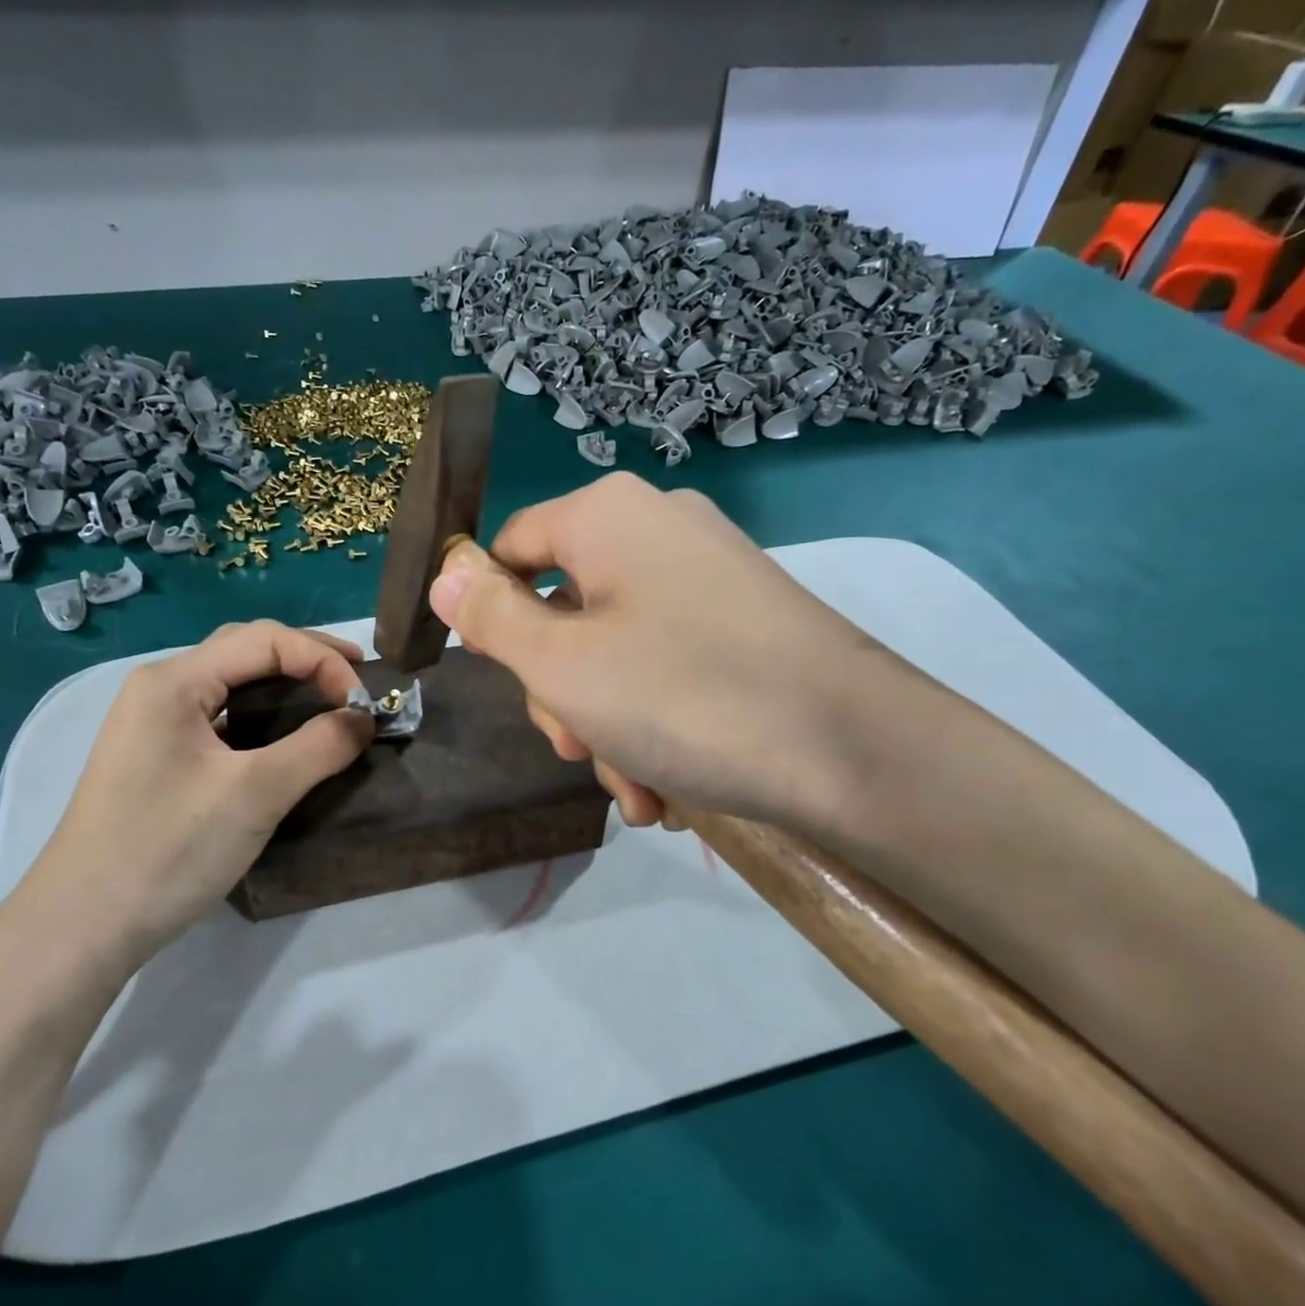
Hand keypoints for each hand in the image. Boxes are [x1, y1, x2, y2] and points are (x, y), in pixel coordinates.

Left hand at [8, 621, 372, 963]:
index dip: (323, 659)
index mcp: (174, 682)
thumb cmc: (166, 850)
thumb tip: (365, 718)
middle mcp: (160, 690)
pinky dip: (265, 717)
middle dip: (308, 659)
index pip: (265, 640)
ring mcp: (155, 725)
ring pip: (234, 685)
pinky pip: (223, 718)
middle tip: (357, 682)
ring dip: (287, 686)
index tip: (363, 701)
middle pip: (247, 651)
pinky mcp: (160, 759)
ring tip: (332, 701)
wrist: (81, 929)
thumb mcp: (254, 795)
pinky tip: (287, 738)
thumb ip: (318, 748)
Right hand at [429, 473, 877, 828]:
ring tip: (637, 789)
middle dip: (562, 691)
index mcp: (607, 516)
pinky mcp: (743, 620)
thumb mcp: (562, 666)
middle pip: (564, 607)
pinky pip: (667, 662)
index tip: (501, 679)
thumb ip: (491, 619)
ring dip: (608, 725)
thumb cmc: (686, 697)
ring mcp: (707, 575)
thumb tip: (446, 577)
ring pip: (615, 648)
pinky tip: (667, 785)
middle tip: (576, 747)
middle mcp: (657, 529)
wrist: (858, 752)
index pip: (510, 548)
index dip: (489, 613)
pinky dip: (655, 720)